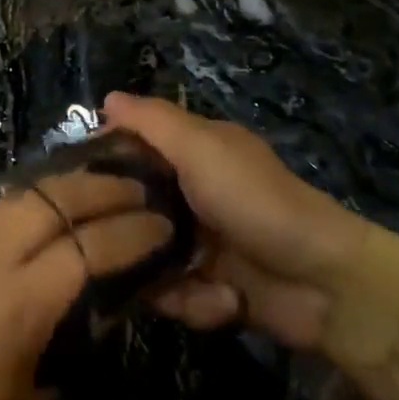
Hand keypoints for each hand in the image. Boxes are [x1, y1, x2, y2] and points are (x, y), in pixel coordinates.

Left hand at [0, 173, 172, 399]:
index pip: (89, 247)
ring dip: (48, 200)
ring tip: (75, 206)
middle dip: (98, 187)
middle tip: (130, 187)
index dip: (132, 231)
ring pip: (5, 204)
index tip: (161, 222)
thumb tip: (63, 346)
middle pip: (50, 198)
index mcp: (15, 301)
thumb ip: (53, 371)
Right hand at [102, 93, 369, 352]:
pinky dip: (192, 301)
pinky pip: (173, 295)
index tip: (73, 177)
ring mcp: (199, 244)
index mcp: (192, 153)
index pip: (133, 147)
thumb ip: (153, 122)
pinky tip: (217, 300)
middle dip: (124, 229)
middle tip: (110, 241)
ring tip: (185, 277)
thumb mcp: (202, 148)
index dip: (104, 158)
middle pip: (132, 207)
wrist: (325, 283)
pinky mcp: (208, 288)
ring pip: (146, 256)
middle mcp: (190, 194)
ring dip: (161, 274)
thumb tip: (107, 98)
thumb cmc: (256, 201)